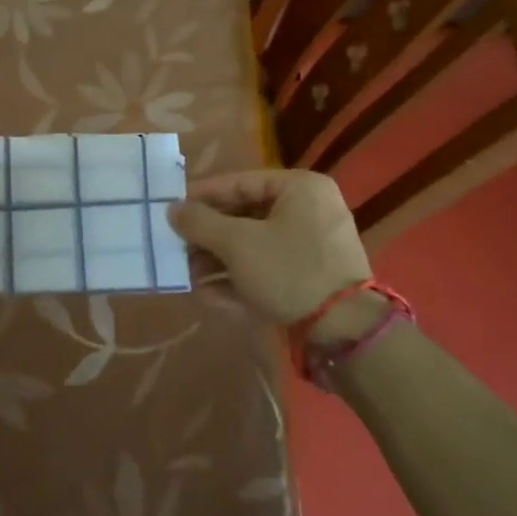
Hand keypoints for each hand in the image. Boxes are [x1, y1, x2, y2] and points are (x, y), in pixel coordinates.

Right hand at [168, 170, 370, 324]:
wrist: (345, 333)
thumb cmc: (289, 270)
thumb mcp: (238, 243)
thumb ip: (200, 223)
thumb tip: (172, 209)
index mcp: (301, 188)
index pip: (240, 182)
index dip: (202, 196)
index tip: (171, 208)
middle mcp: (310, 210)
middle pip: (245, 216)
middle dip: (209, 236)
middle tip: (177, 246)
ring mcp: (314, 247)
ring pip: (255, 245)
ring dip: (219, 261)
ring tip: (188, 276)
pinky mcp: (313, 279)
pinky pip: (269, 269)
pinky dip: (241, 280)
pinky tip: (210, 296)